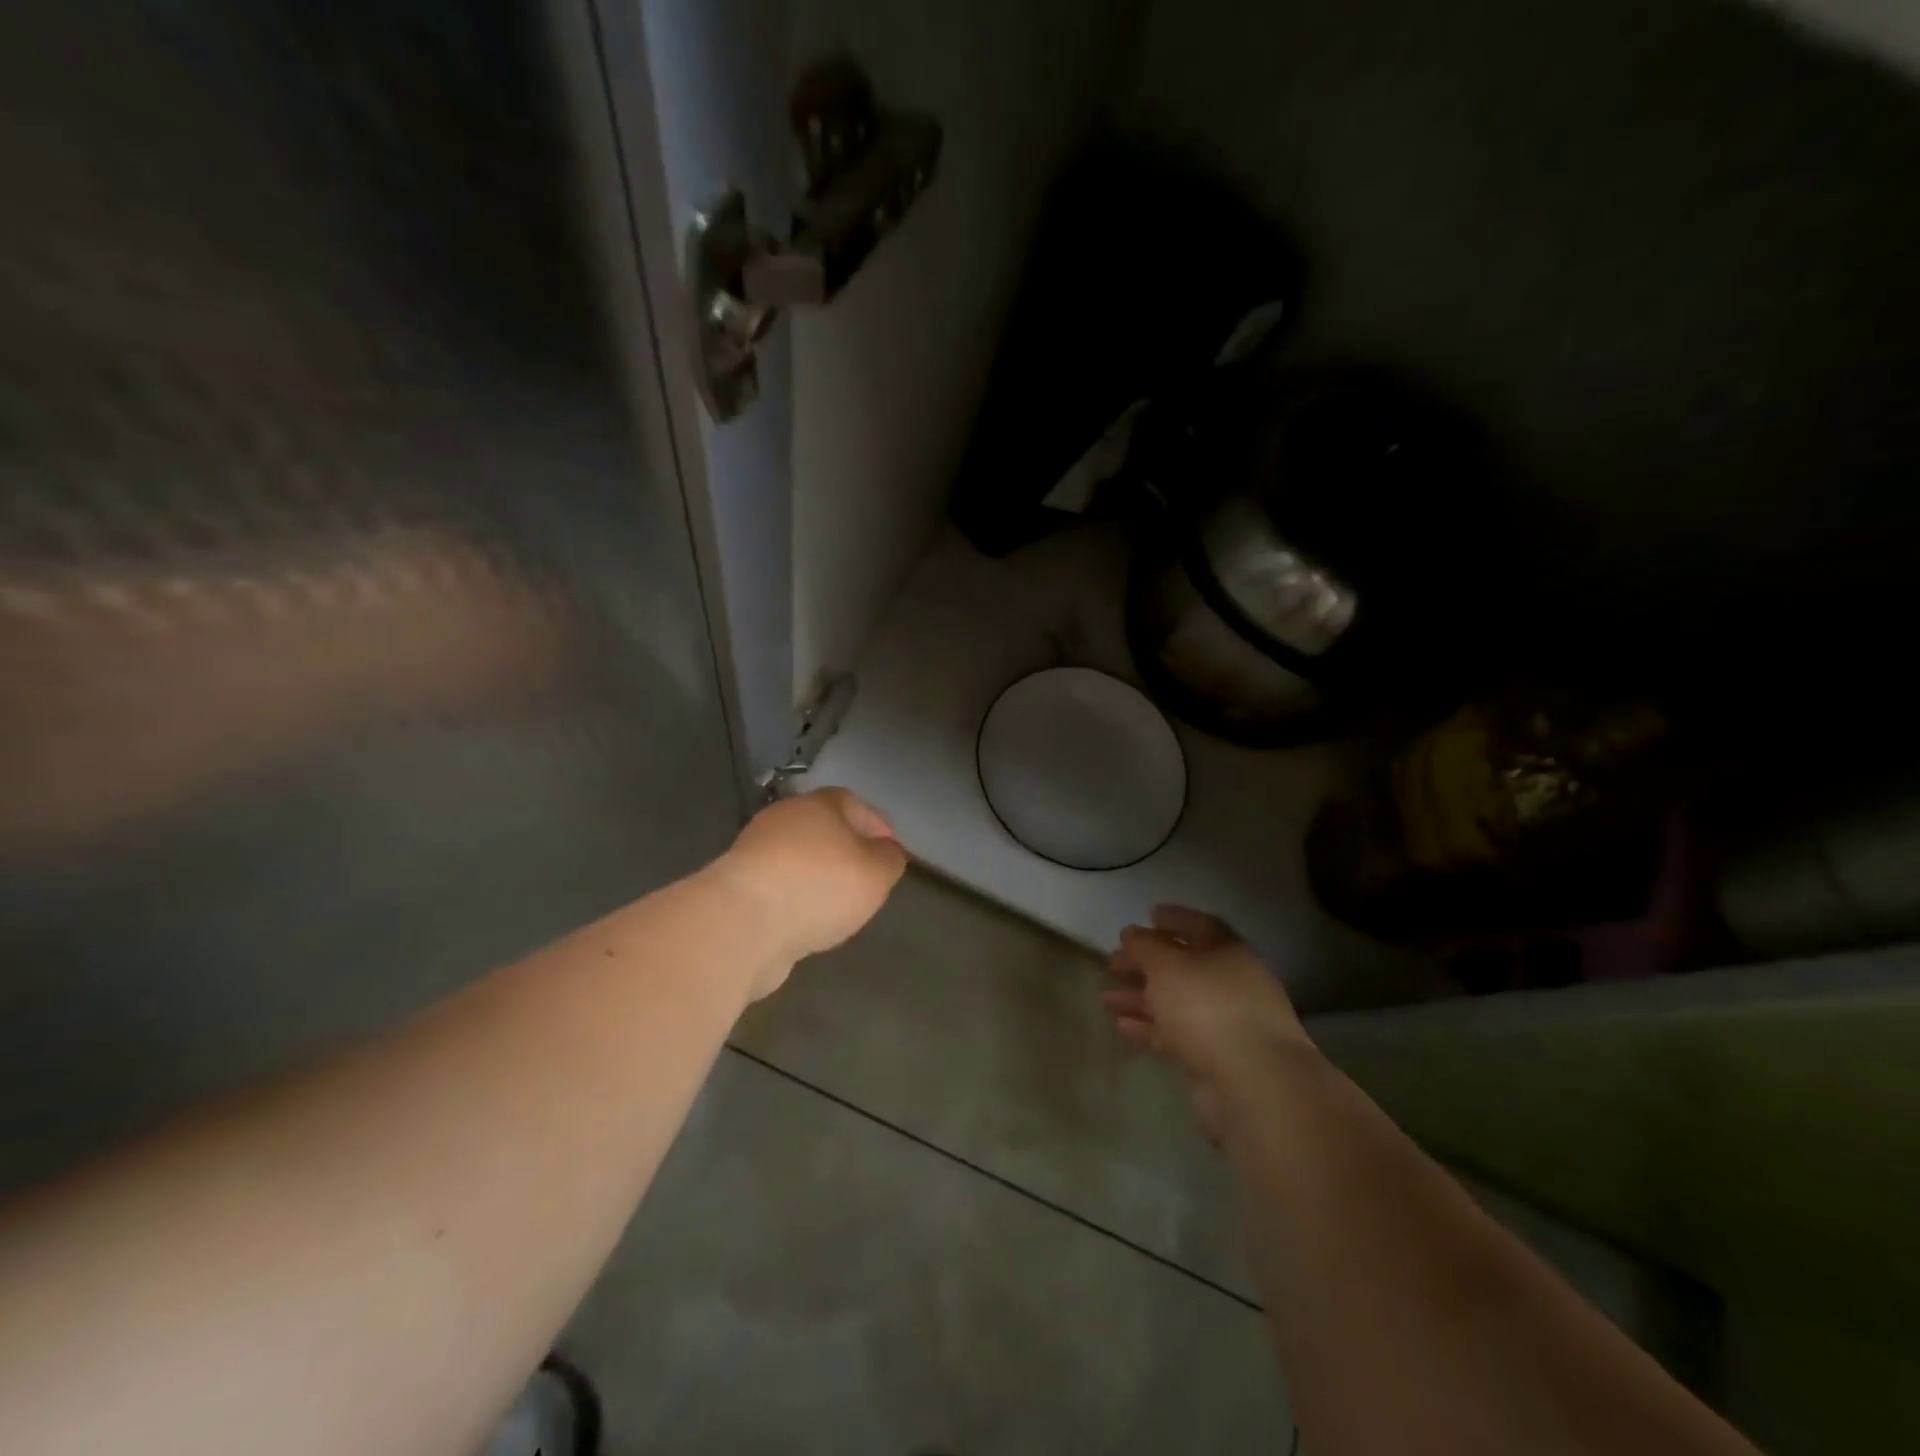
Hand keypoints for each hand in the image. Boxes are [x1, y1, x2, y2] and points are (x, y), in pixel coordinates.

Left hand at [718, 788, 908, 997]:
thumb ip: (889, 859)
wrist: (741, 924)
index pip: (853, 803)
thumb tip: (886, 852)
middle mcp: (784, 819)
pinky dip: (794, 900)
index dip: (875, 826)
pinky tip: (805, 923)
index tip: (889, 852)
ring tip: (837, 908)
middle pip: (822, 829)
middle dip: (844, 852)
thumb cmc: (819, 886)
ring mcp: (755, 853)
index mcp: (819, 805)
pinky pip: (777, 888)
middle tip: (864, 880)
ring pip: (798, 859)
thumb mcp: (876, 873)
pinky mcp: (737, 888)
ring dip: (816, 878)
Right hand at [1102, 907, 1310, 1140]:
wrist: (1252, 1083)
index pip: (1201, 926)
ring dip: (1142, 998)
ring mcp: (1225, 1023)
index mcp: (1229, 953)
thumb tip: (1131, 933)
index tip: (1148, 916)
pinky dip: (1150, 1028)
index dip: (1174, 919)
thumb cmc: (1208, 1007)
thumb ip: (1145, 946)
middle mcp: (1231, 984)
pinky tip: (1121, 1027)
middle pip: (1184, 967)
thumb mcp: (1167, 966)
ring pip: (1177, 1003)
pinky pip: (1177, 1034)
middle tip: (1113, 963)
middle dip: (1147, 964)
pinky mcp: (1215, 1058)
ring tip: (1106, 999)